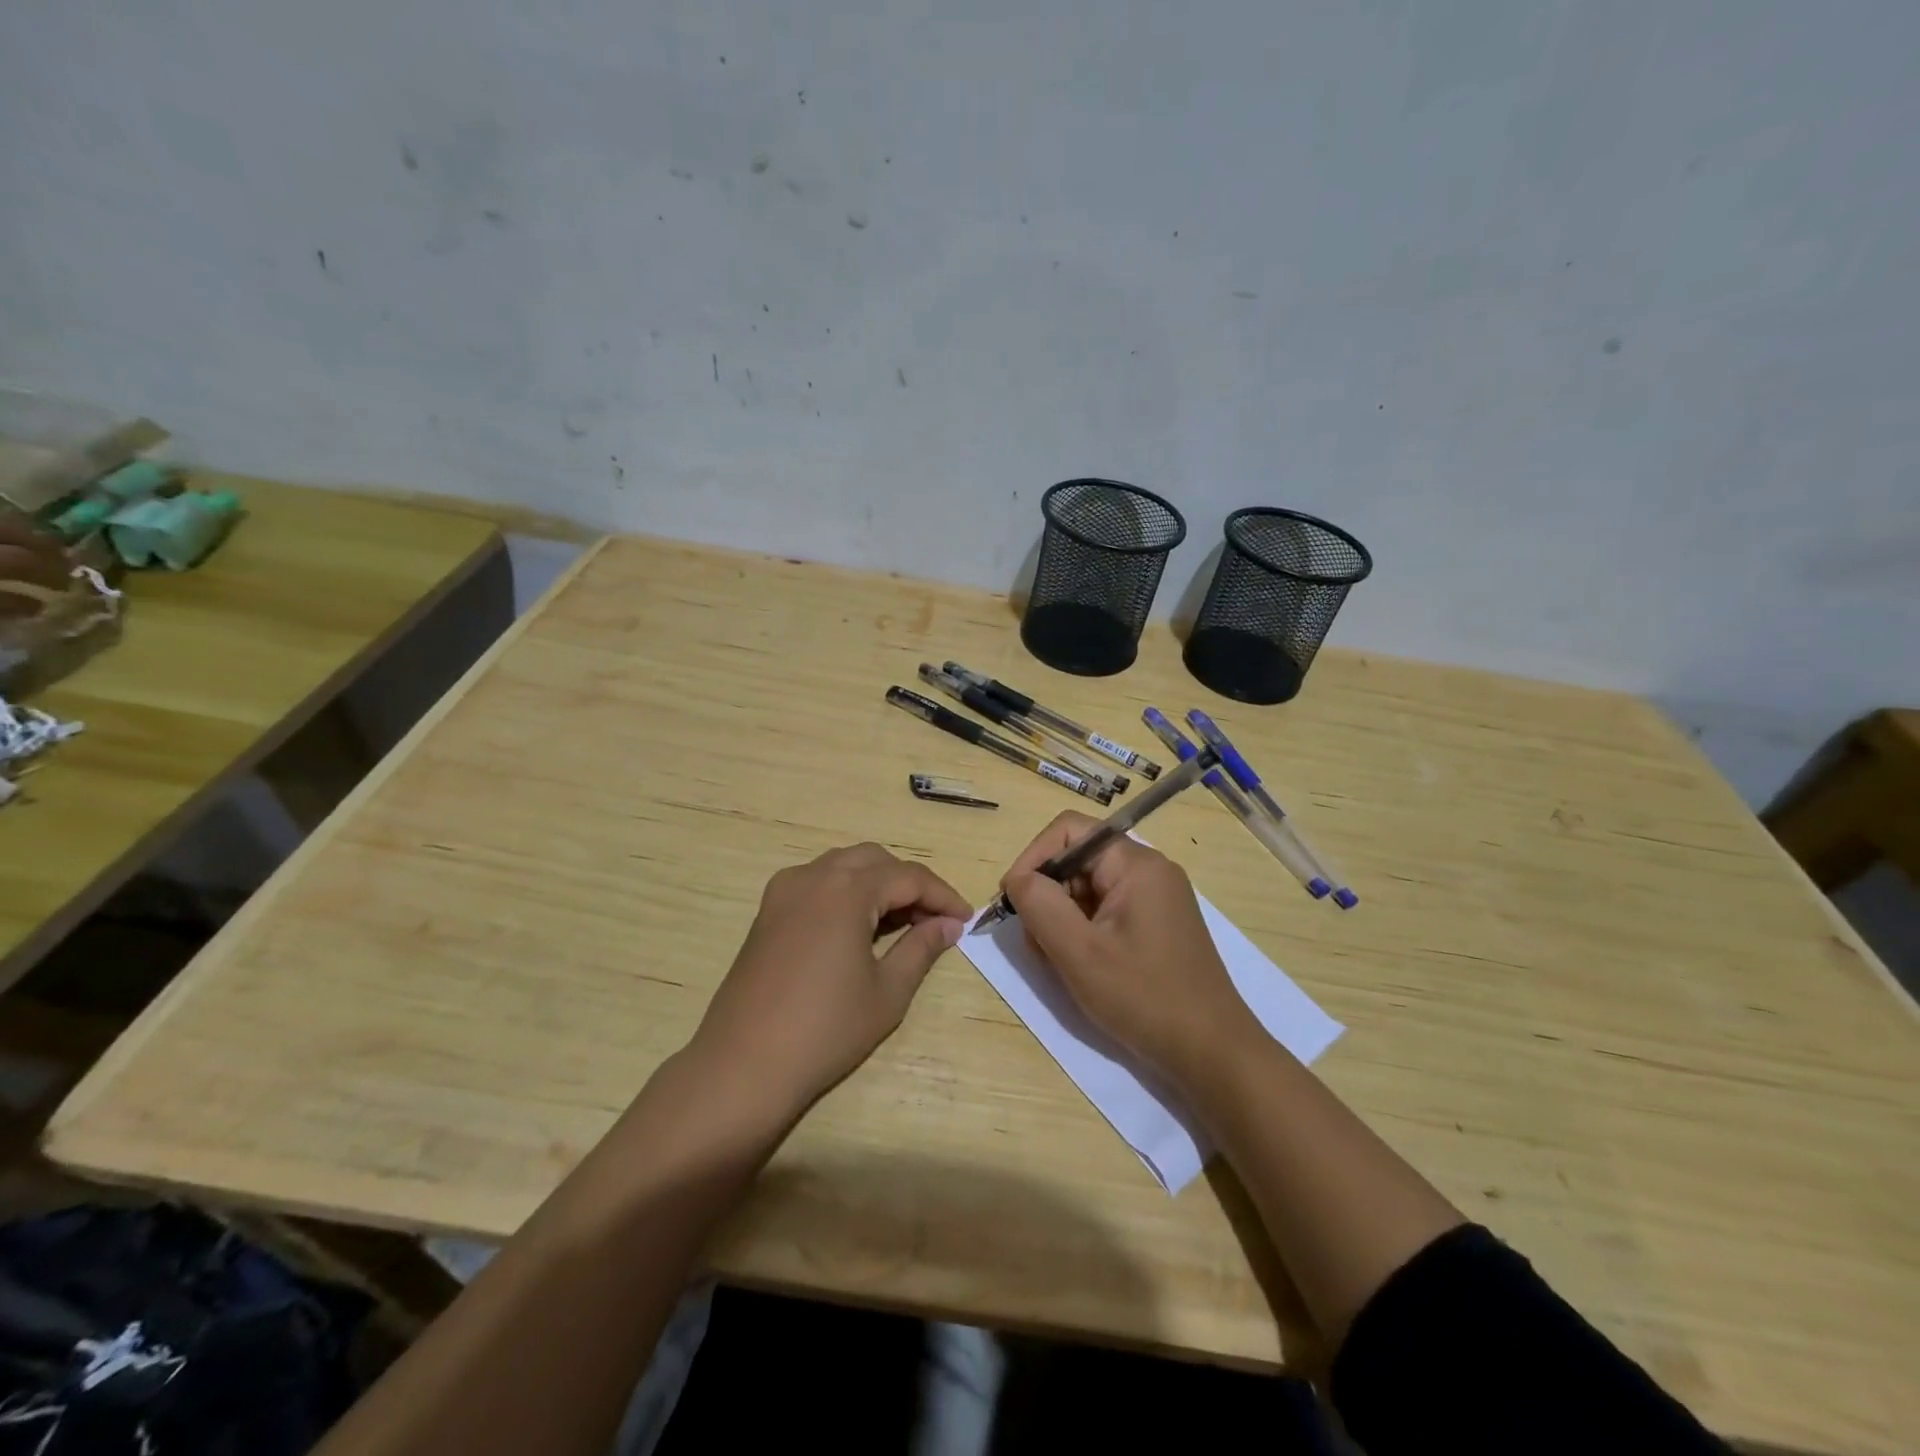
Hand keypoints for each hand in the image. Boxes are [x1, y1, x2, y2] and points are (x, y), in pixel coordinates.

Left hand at [688, 843, 969, 1120]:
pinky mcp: (768, 911)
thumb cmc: (825, 1030)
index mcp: (846, 889)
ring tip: (902, 922)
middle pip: (875, 860)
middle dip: (910, 883)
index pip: (908, 876)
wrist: (744, 1065)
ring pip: (843, 866)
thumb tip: (949, 925)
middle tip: (934, 920)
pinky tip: (859, 926)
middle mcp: (813, 876)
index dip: (942, 895)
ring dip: (878, 883)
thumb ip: (921, 948)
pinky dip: (846, 891)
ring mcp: (784, 891)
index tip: (965, 919)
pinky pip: (817, 882)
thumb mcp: (887, 992)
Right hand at [1002, 812, 1259, 1089]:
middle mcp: (1148, 870)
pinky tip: (1079, 967)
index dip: (1033, 858)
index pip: (1069, 831)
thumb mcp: (1079, 952)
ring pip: (1087, 888)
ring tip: (1057, 962)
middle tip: (1035, 943)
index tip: (1013, 901)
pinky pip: (1105, 911)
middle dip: (1047, 894)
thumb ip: (1040, 905)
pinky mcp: (1155, 924)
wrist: (1212, 1053)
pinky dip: (1082, 932)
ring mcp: (1155, 898)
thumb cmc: (1144, 997)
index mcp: (1136, 864)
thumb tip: (1017, 879)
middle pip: (1077, 859)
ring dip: (1061, 918)